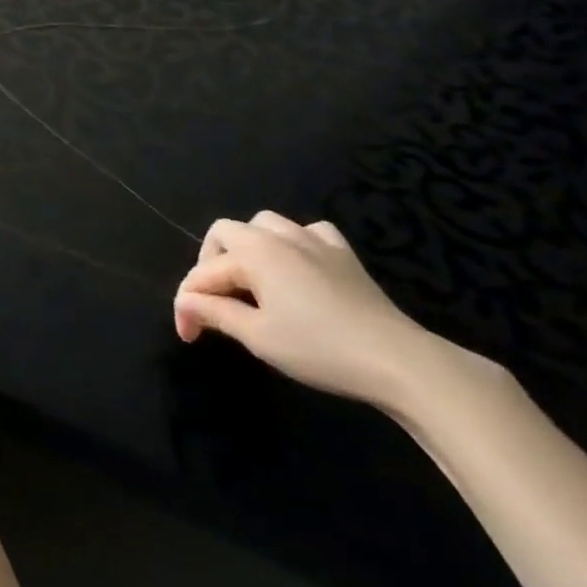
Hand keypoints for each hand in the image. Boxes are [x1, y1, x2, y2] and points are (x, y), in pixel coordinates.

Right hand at [172, 212, 438, 406]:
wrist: (400, 361)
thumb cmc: (320, 348)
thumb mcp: (258, 336)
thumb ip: (215, 313)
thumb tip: (187, 302)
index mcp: (252, 253)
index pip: (204, 275)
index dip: (188, 306)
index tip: (188, 336)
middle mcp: (277, 236)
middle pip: (226, 234)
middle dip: (210, 265)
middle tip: (214, 303)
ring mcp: (314, 241)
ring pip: (265, 225)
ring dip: (248, 247)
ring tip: (250, 281)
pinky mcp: (343, 254)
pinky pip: (309, 232)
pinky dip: (294, 244)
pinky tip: (297, 267)